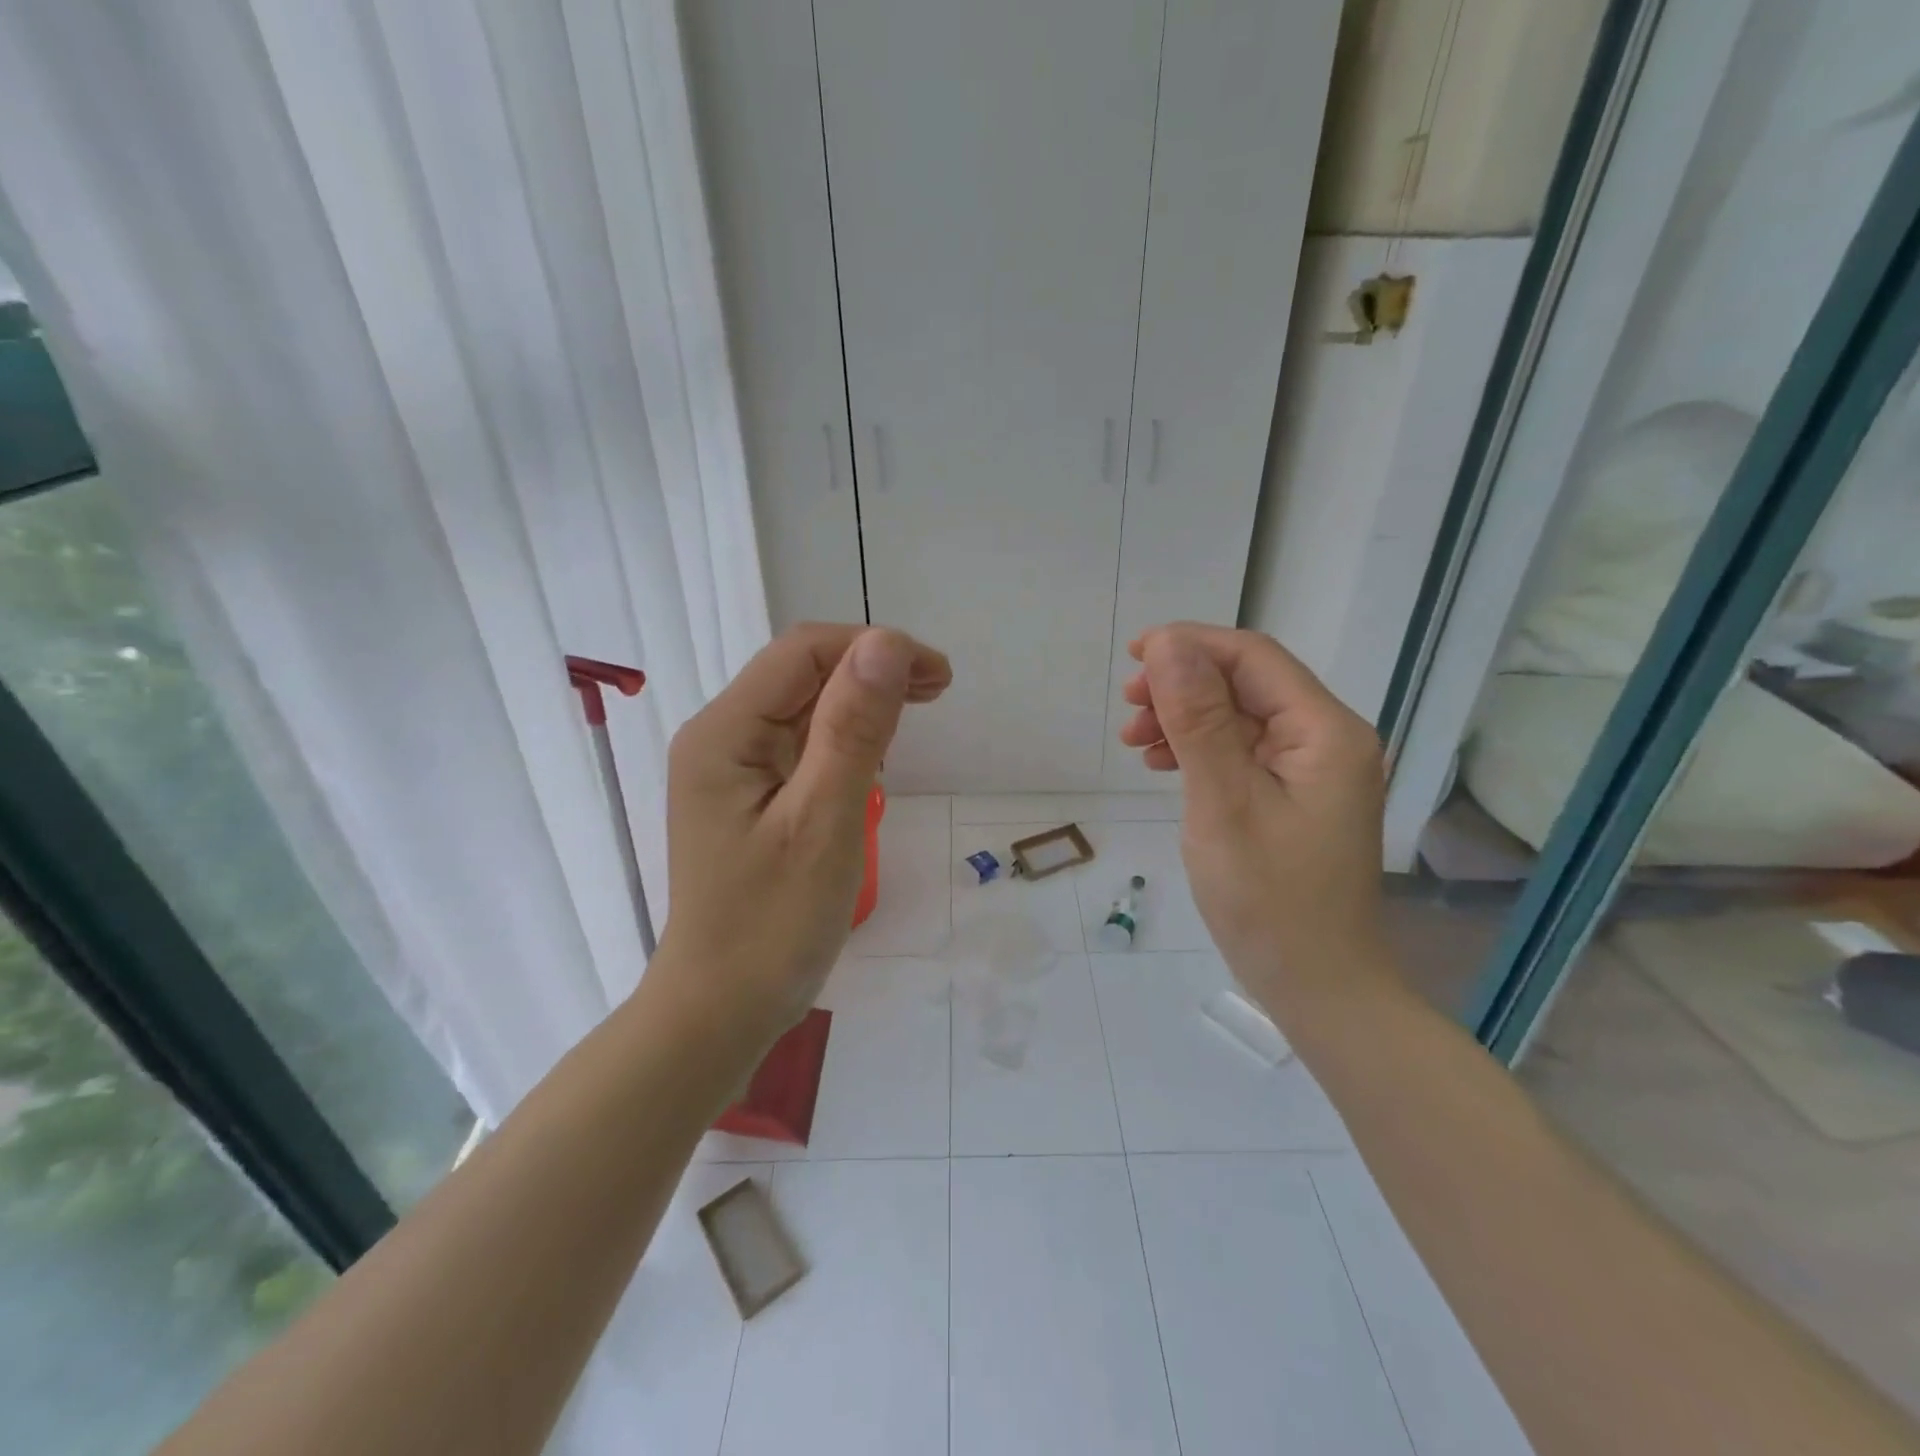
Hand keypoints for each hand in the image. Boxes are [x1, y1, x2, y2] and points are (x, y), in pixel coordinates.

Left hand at [654, 623, 950, 1040]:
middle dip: (872, 671)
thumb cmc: (772, 925)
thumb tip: (885, 643)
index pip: (803, 652)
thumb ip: (853, 730)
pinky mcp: (748, 796)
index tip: (937, 678)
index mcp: (724, 733)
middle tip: (939, 692)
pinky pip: (800, 744)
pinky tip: (876, 753)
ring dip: (862, 701)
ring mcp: (731, 768)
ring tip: (917, 712)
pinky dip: (845, 737)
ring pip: (804, 706)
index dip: (875, 648)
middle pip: (801, 673)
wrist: (721, 1010)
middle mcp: (720, 737)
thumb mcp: (823, 822)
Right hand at [1117, 623, 1390, 1021]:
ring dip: (1185, 718)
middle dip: (1183, 684)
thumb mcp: (1222, 802)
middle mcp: (1327, 739)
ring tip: (1135, 741)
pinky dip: (1200, 750)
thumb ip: (1197, 719)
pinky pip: (1242, 753)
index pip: (1253, 657)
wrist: (1318, 986)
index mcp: (1324, 731)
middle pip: (1247, 683)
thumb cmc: (1270, 899)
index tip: (1132, 658)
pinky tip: (1164, 764)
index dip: (1190, 646)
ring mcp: (1313, 771)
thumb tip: (1169, 645)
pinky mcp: (1294, 797)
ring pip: (1239, 717)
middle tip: (1129, 709)